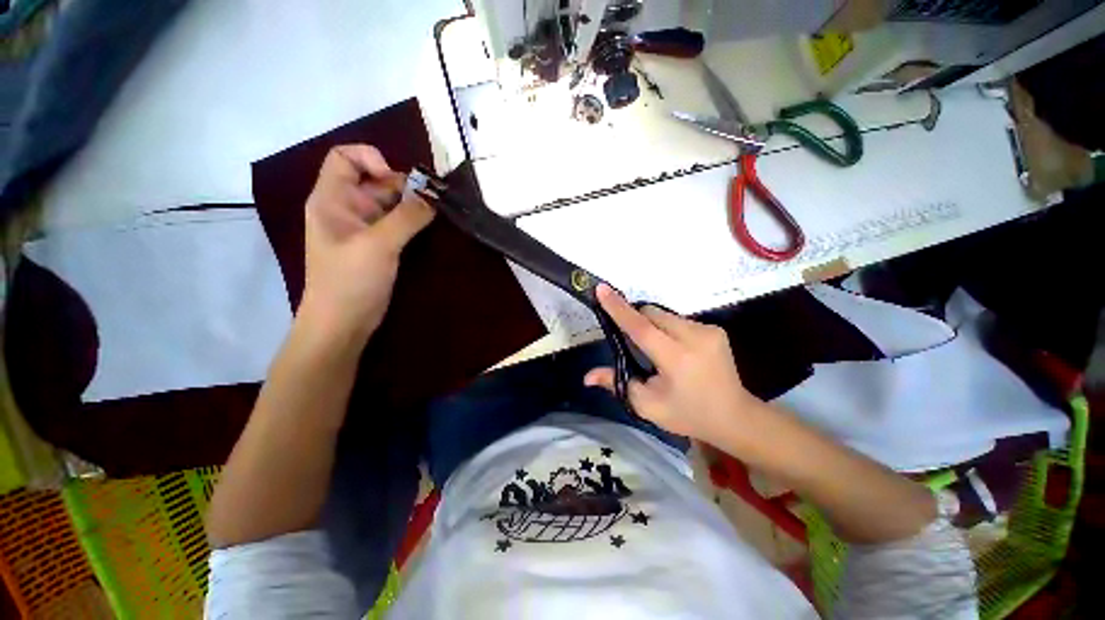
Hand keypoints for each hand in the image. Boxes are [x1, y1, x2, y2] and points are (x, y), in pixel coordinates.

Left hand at [300, 145, 433, 342]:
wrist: (343, 323)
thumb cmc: (350, 281)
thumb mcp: (378, 245)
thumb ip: (406, 218)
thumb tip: (433, 198)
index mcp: (332, 199)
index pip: (344, 158)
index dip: (371, 159)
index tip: (398, 181)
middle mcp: (346, 208)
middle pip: (374, 180)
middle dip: (402, 185)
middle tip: (431, 199)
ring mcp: (363, 228)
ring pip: (389, 203)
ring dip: (412, 204)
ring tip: (435, 212)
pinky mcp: (378, 245)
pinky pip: (397, 223)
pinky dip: (413, 220)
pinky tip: (429, 227)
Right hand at [584, 285, 765, 445]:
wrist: (735, 417)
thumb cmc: (688, 415)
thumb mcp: (648, 405)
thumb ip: (617, 384)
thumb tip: (587, 377)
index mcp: (676, 359)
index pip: (641, 328)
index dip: (619, 308)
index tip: (602, 289)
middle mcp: (695, 338)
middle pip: (652, 314)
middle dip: (636, 320)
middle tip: (632, 342)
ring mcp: (709, 330)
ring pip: (665, 315)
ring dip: (653, 325)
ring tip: (656, 350)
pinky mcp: (715, 329)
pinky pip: (679, 320)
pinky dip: (668, 329)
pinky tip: (675, 350)